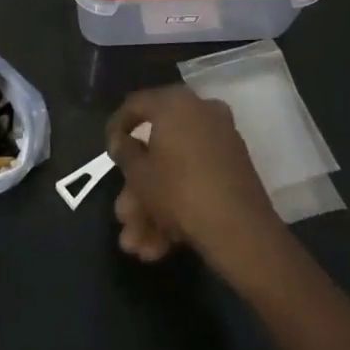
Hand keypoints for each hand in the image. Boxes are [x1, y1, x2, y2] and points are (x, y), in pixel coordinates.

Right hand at [107, 86, 283, 277]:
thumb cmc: (178, 191)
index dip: (116, 128)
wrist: (240, 230)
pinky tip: (161, 244)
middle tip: (123, 215)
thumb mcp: (138, 173)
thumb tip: (123, 140)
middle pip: (157, 147)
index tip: (108, 152)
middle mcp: (201, 112)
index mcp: (175, 103)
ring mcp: (221, 140)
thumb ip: (124, 151)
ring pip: (176, 170)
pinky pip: (197, 179)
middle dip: (137, 189)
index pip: (136, 105)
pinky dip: (178, 206)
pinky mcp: (235, 168)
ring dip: (153, 207)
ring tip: (138, 246)